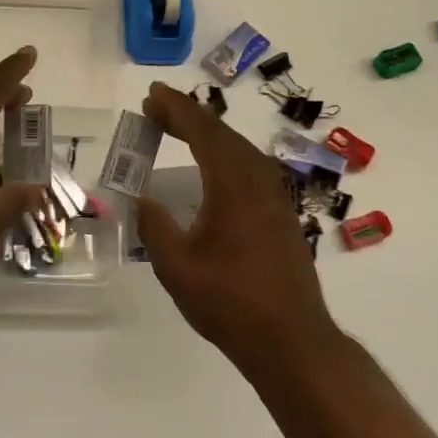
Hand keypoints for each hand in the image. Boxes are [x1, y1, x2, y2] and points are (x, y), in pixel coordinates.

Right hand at [136, 82, 340, 370]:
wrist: (292, 342)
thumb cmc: (230, 303)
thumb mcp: (176, 267)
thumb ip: (155, 226)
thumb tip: (144, 200)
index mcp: (233, 184)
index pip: (202, 132)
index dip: (176, 109)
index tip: (152, 96)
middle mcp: (258, 180)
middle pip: (222, 134)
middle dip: (188, 117)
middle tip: (156, 108)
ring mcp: (275, 197)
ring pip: (239, 149)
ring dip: (207, 135)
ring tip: (178, 129)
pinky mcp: (282, 215)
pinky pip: (250, 167)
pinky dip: (224, 155)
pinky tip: (212, 169)